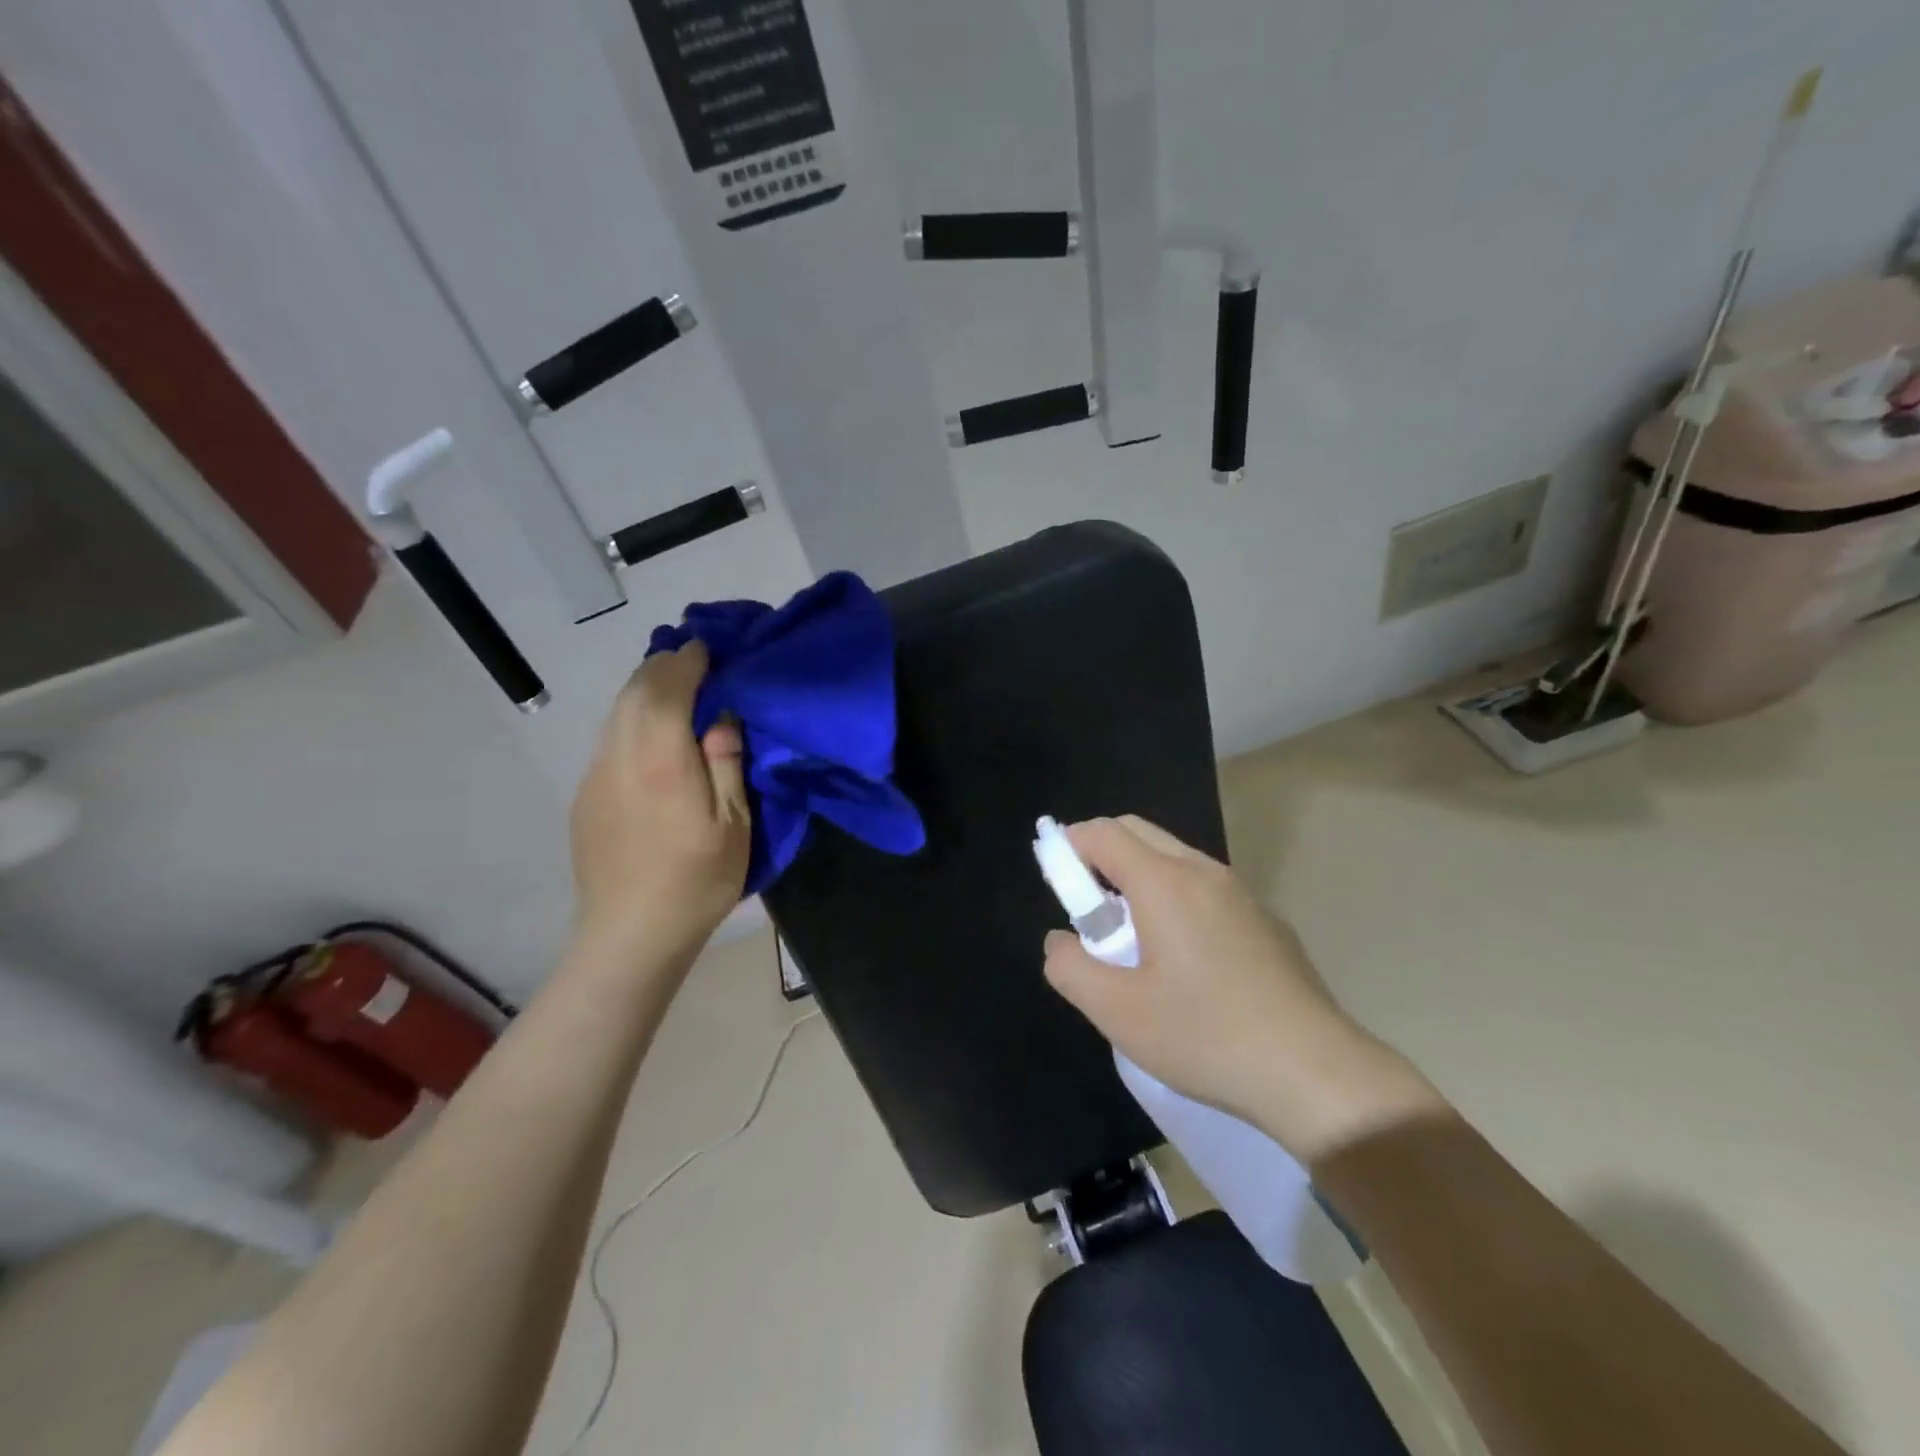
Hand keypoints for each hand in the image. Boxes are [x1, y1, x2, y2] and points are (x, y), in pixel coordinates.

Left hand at [568, 643, 750, 967]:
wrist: (629, 936)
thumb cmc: (696, 881)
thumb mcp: (734, 824)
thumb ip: (726, 762)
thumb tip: (721, 715)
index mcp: (662, 759)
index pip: (667, 686)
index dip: (689, 659)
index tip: (710, 648)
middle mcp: (620, 755)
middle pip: (634, 689)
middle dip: (664, 666)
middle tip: (696, 663)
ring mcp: (595, 775)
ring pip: (616, 712)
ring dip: (645, 690)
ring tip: (676, 692)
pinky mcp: (584, 795)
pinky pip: (609, 738)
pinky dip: (632, 719)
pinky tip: (653, 739)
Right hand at [1042, 816, 1445, 1164]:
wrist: (1314, 1072)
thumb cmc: (1205, 1035)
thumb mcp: (1117, 1012)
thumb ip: (1069, 967)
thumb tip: (1060, 940)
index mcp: (1164, 882)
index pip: (1102, 832)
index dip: (1068, 847)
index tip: (1057, 885)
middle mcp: (1203, 871)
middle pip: (1137, 832)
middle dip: (1100, 856)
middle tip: (1089, 911)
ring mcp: (1240, 892)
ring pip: (1173, 857)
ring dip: (1138, 877)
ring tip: (1133, 938)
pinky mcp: (1264, 919)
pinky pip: (1204, 885)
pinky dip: (1174, 896)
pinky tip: (1184, 959)